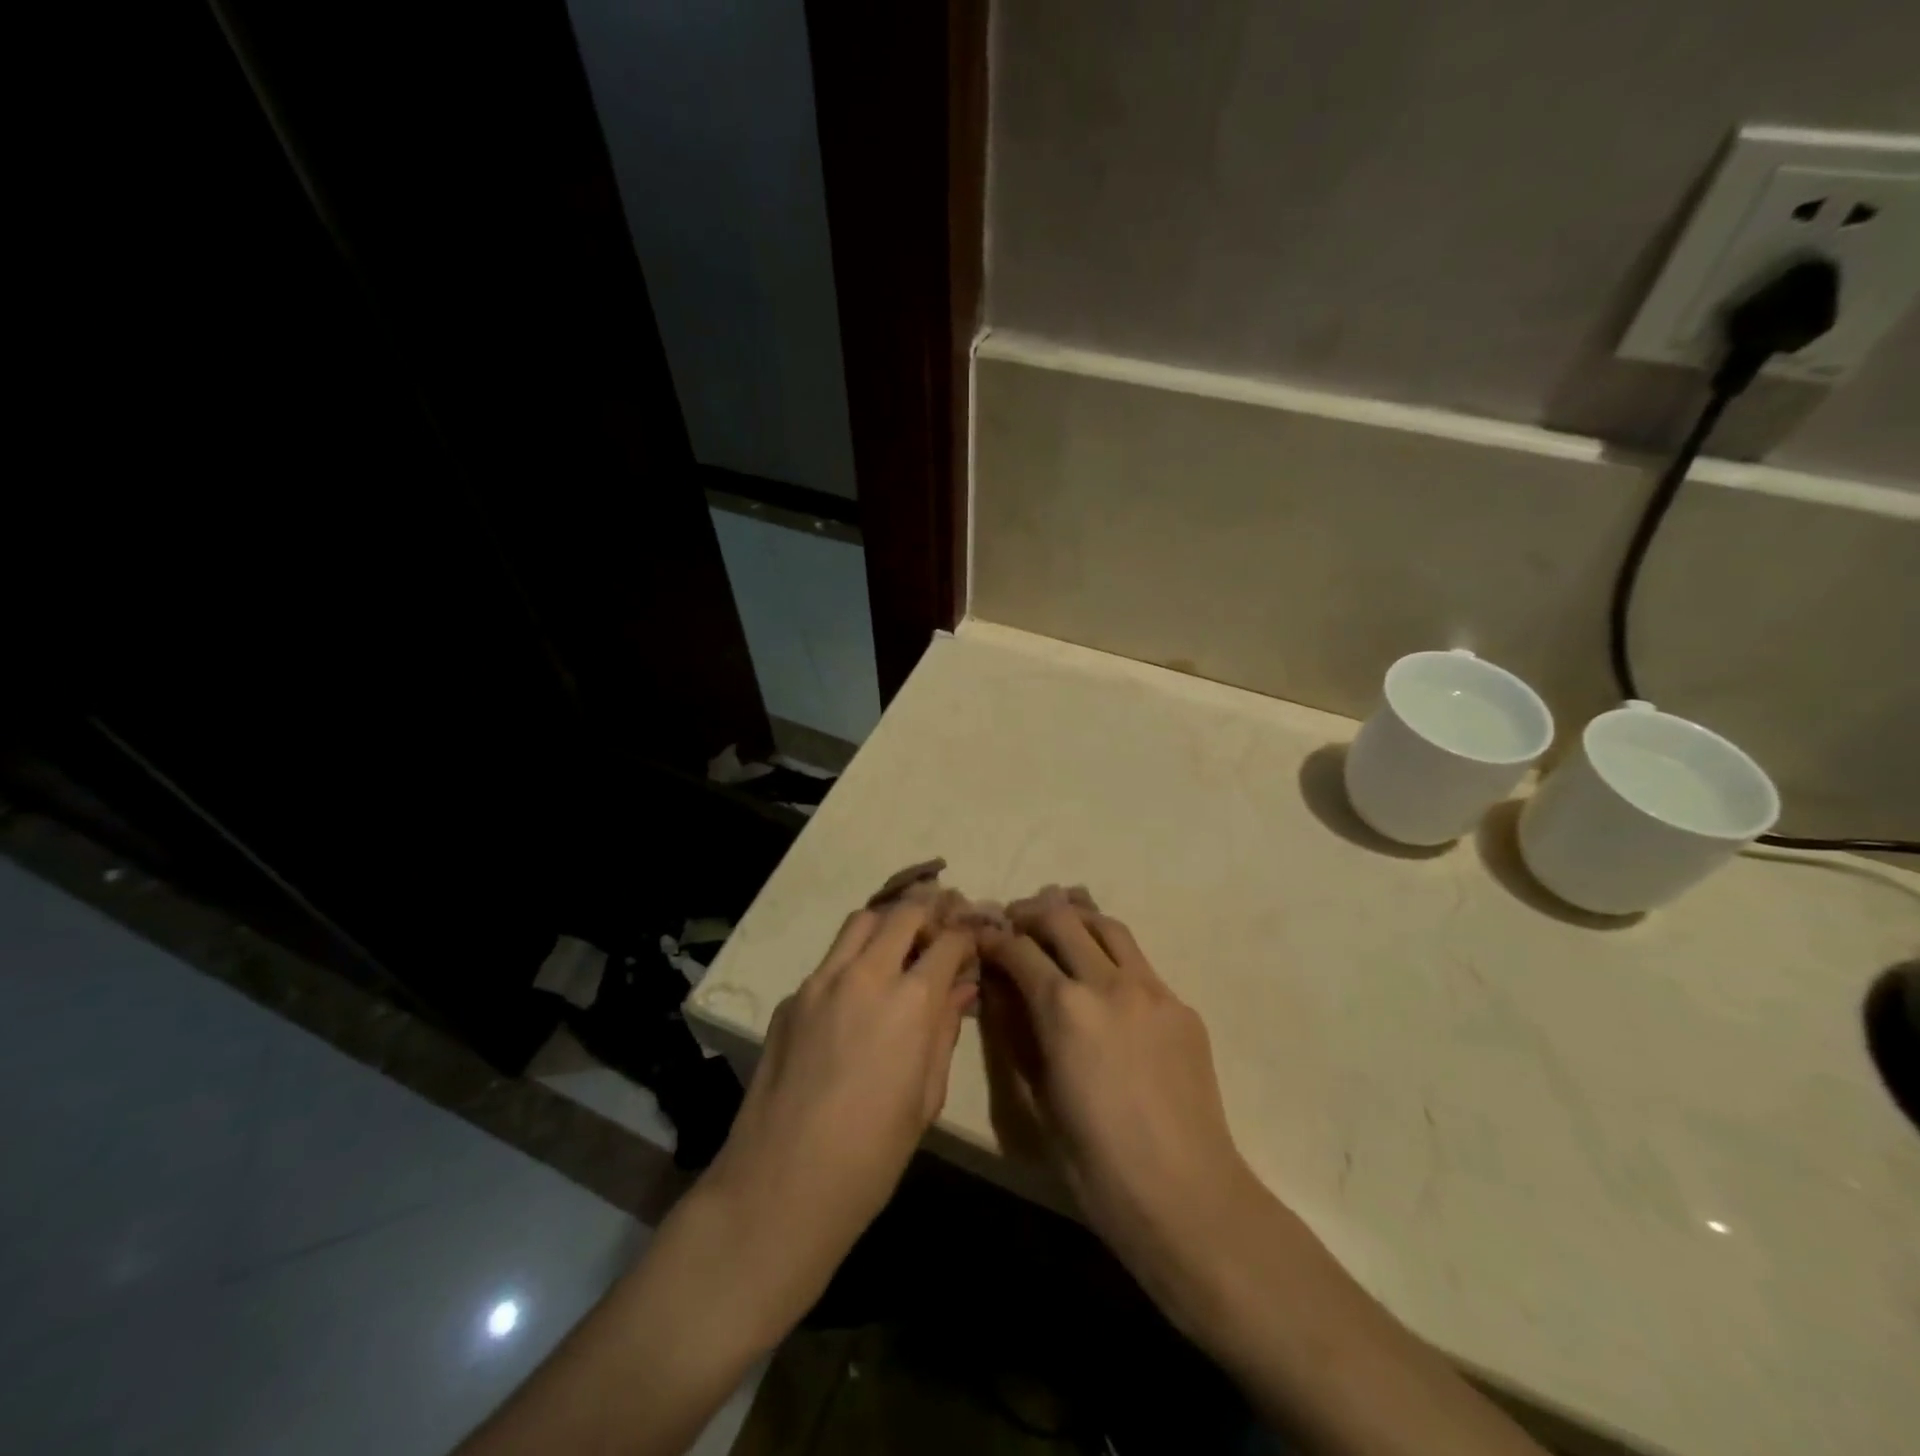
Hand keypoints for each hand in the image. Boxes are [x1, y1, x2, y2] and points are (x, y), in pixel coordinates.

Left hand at [700, 899, 978, 1336]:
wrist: (780, 1186)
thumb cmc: (871, 1155)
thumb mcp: (926, 1097)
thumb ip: (944, 1031)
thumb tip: (961, 989)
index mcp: (909, 1001)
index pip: (949, 940)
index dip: (968, 934)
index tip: (976, 938)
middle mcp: (865, 975)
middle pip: (903, 913)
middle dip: (931, 911)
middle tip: (943, 926)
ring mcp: (820, 982)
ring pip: (861, 922)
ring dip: (888, 923)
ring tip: (902, 943)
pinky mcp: (790, 999)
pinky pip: (829, 960)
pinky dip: (853, 959)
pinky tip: (858, 994)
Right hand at [977, 887, 1264, 1318]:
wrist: (1186, 1197)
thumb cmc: (1096, 1164)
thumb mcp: (1036, 1099)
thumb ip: (1014, 1033)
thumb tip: (997, 990)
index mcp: (1065, 1009)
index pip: (1019, 950)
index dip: (994, 940)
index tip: (982, 939)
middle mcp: (1108, 983)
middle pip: (1063, 918)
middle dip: (1030, 913)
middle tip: (1015, 922)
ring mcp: (1152, 990)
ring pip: (1108, 926)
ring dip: (1077, 918)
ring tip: (1059, 927)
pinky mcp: (1181, 1006)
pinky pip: (1140, 963)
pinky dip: (1111, 955)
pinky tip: (1104, 980)